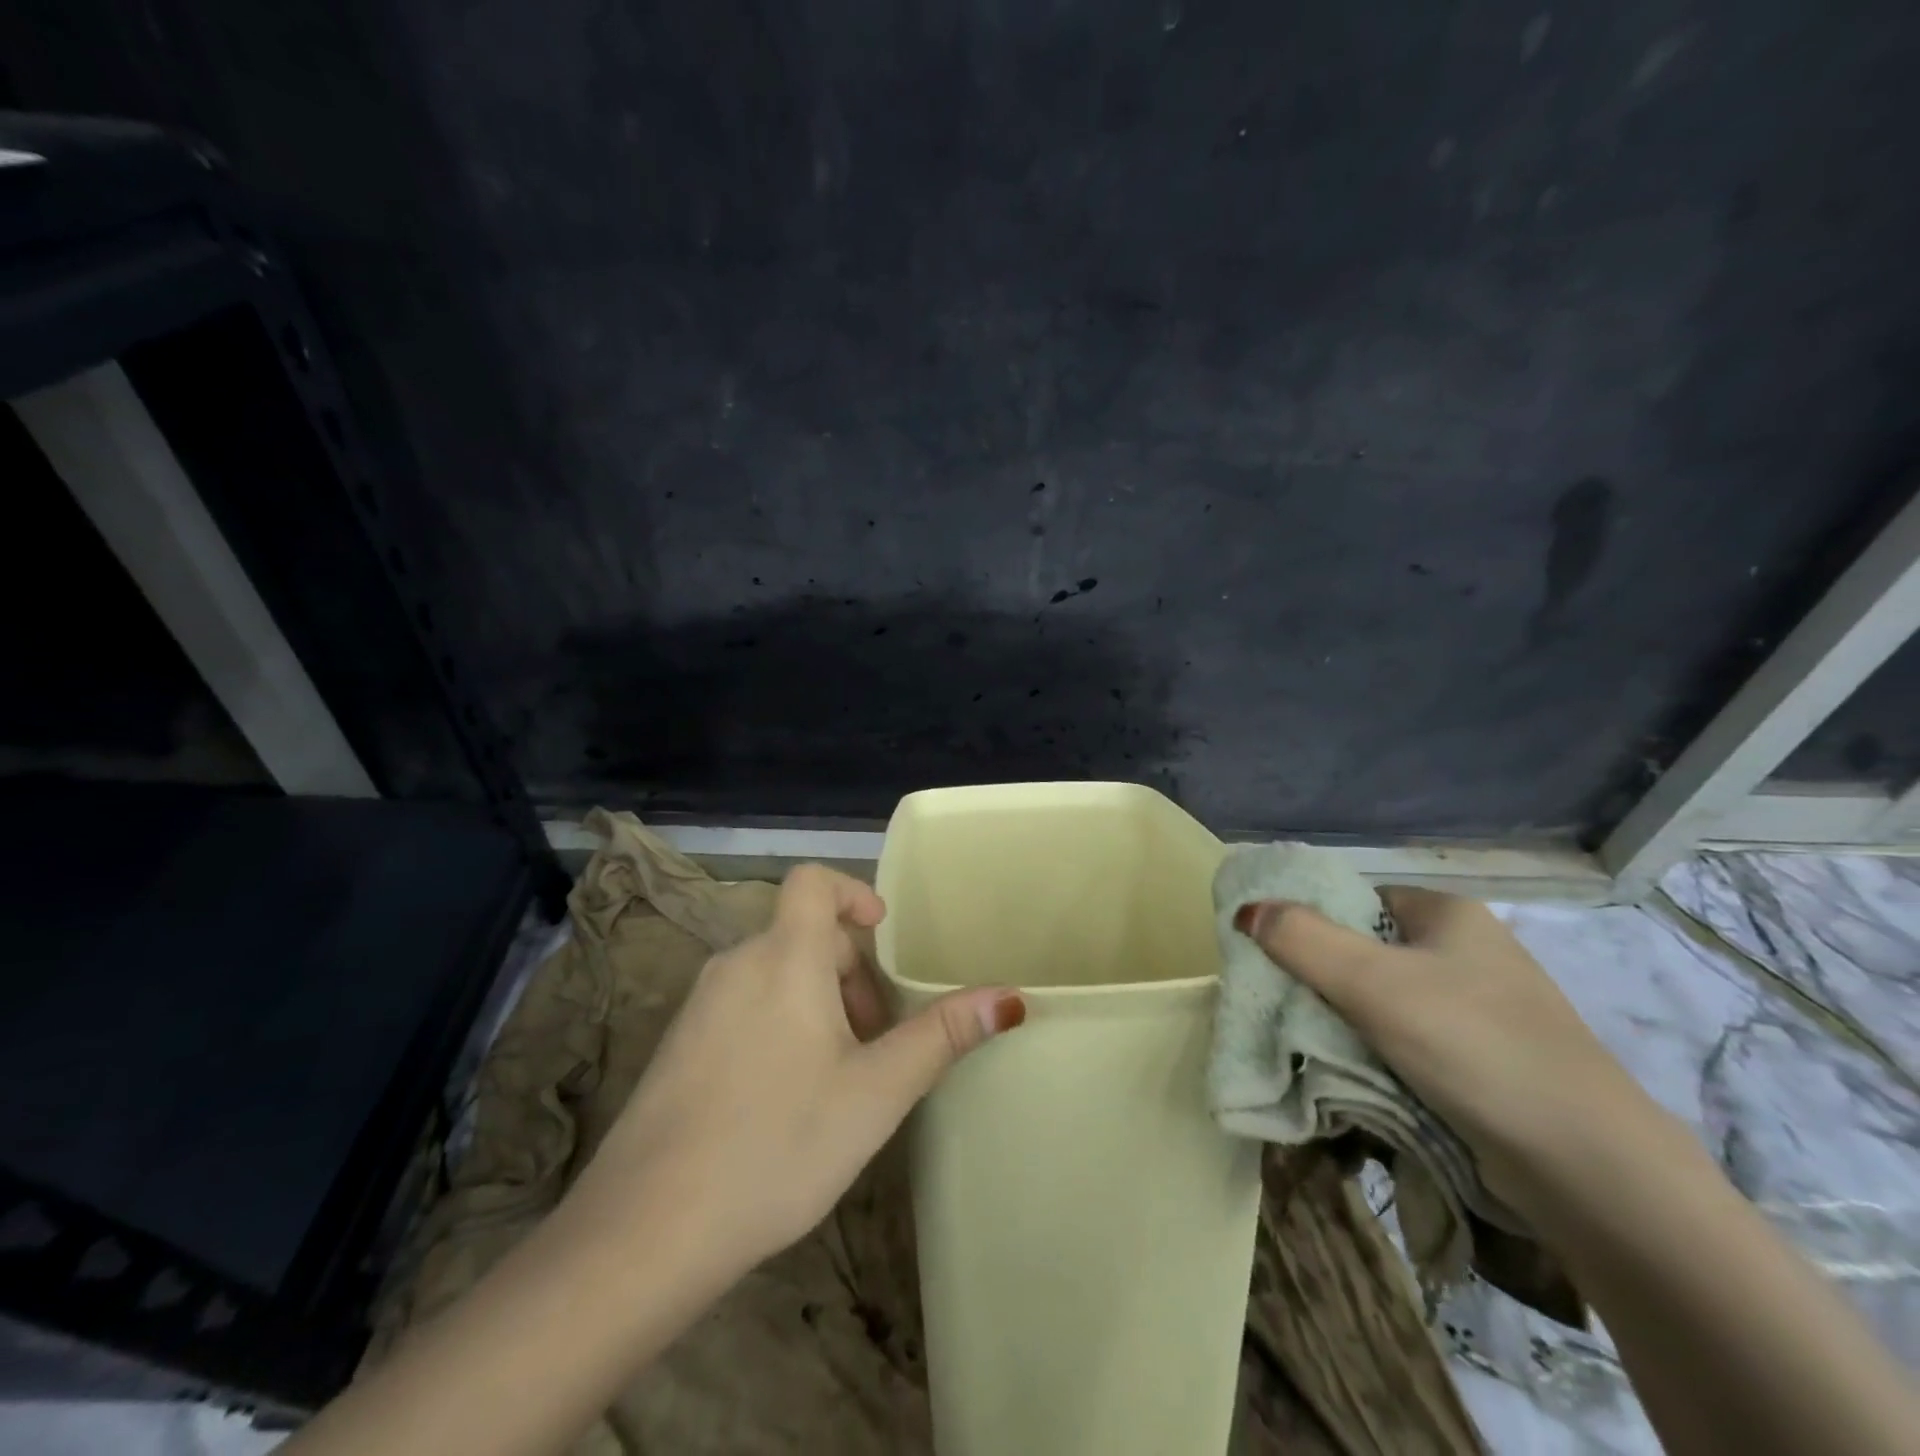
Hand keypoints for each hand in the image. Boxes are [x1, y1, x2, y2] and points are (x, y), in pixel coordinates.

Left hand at [569, 864, 1025, 1278]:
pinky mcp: (678, 1044)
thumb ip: (941, 1036)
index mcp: (784, 957)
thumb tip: (1010, 997)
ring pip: (775, 973)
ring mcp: (700, 1005)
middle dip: (851, 972)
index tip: (884, 934)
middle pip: (805, 936)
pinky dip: (779, 1022)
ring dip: (818, 1002)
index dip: (853, 892)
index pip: (813, 881)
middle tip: (878, 1038)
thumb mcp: (875, 1092)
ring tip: (841, 1072)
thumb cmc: (778, 1143)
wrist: (646, 1230)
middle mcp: (737, 964)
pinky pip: (743, 1005)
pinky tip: (787, 1097)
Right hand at [1237, 888, 1654, 1213]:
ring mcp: (1482, 1009)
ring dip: (1347, 1023)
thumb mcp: (1372, 982)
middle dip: (1323, 980)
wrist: (1588, 1167)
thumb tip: (1245, 910)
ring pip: (1386, 1002)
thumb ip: (1301, 939)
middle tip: (1283, 1007)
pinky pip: (1410, 1042)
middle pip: (1367, 951)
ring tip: (1311, 1046)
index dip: (1310, 922)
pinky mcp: (1487, 1062)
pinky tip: (1356, 1075)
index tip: (1273, 958)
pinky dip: (1378, 1054)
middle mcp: (1468, 952)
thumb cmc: (1472, 1045)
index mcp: (1448, 914)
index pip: (1356, 900)